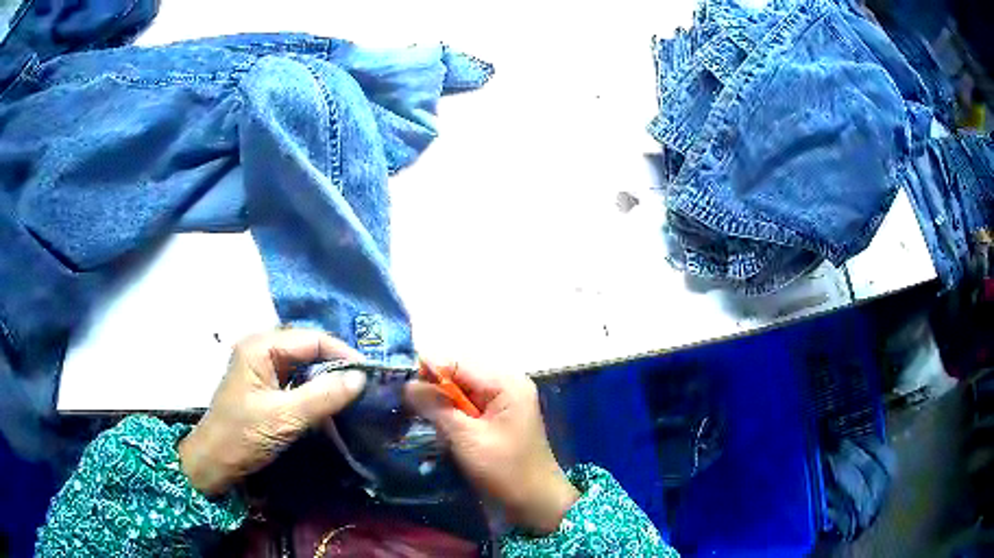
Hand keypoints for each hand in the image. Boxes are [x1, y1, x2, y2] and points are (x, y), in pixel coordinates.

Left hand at [178, 330, 367, 495]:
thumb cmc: (243, 436)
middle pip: (307, 348)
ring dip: (327, 377)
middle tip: (365, 383)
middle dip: (336, 364)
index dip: (342, 354)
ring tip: (354, 391)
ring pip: (303, 364)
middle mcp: (260, 349)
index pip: (311, 339)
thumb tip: (361, 378)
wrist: (214, 462)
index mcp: (260, 347)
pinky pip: (296, 379)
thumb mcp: (285, 418)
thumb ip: (323, 396)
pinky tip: (331, 401)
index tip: (370, 374)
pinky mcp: (264, 386)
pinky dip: (315, 388)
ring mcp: (261, 367)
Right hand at [405, 363, 578, 534]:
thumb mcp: (467, 438)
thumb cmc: (505, 470)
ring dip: (438, 399)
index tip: (397, 378)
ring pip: (461, 390)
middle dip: (431, 384)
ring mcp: (503, 402)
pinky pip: (468, 405)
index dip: (427, 367)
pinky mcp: (498, 418)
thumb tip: (407, 384)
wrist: (535, 502)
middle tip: (402, 397)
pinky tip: (432, 419)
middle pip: (460, 374)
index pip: (458, 363)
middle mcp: (506, 384)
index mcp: (506, 383)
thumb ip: (437, 407)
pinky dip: (450, 411)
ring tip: (411, 407)